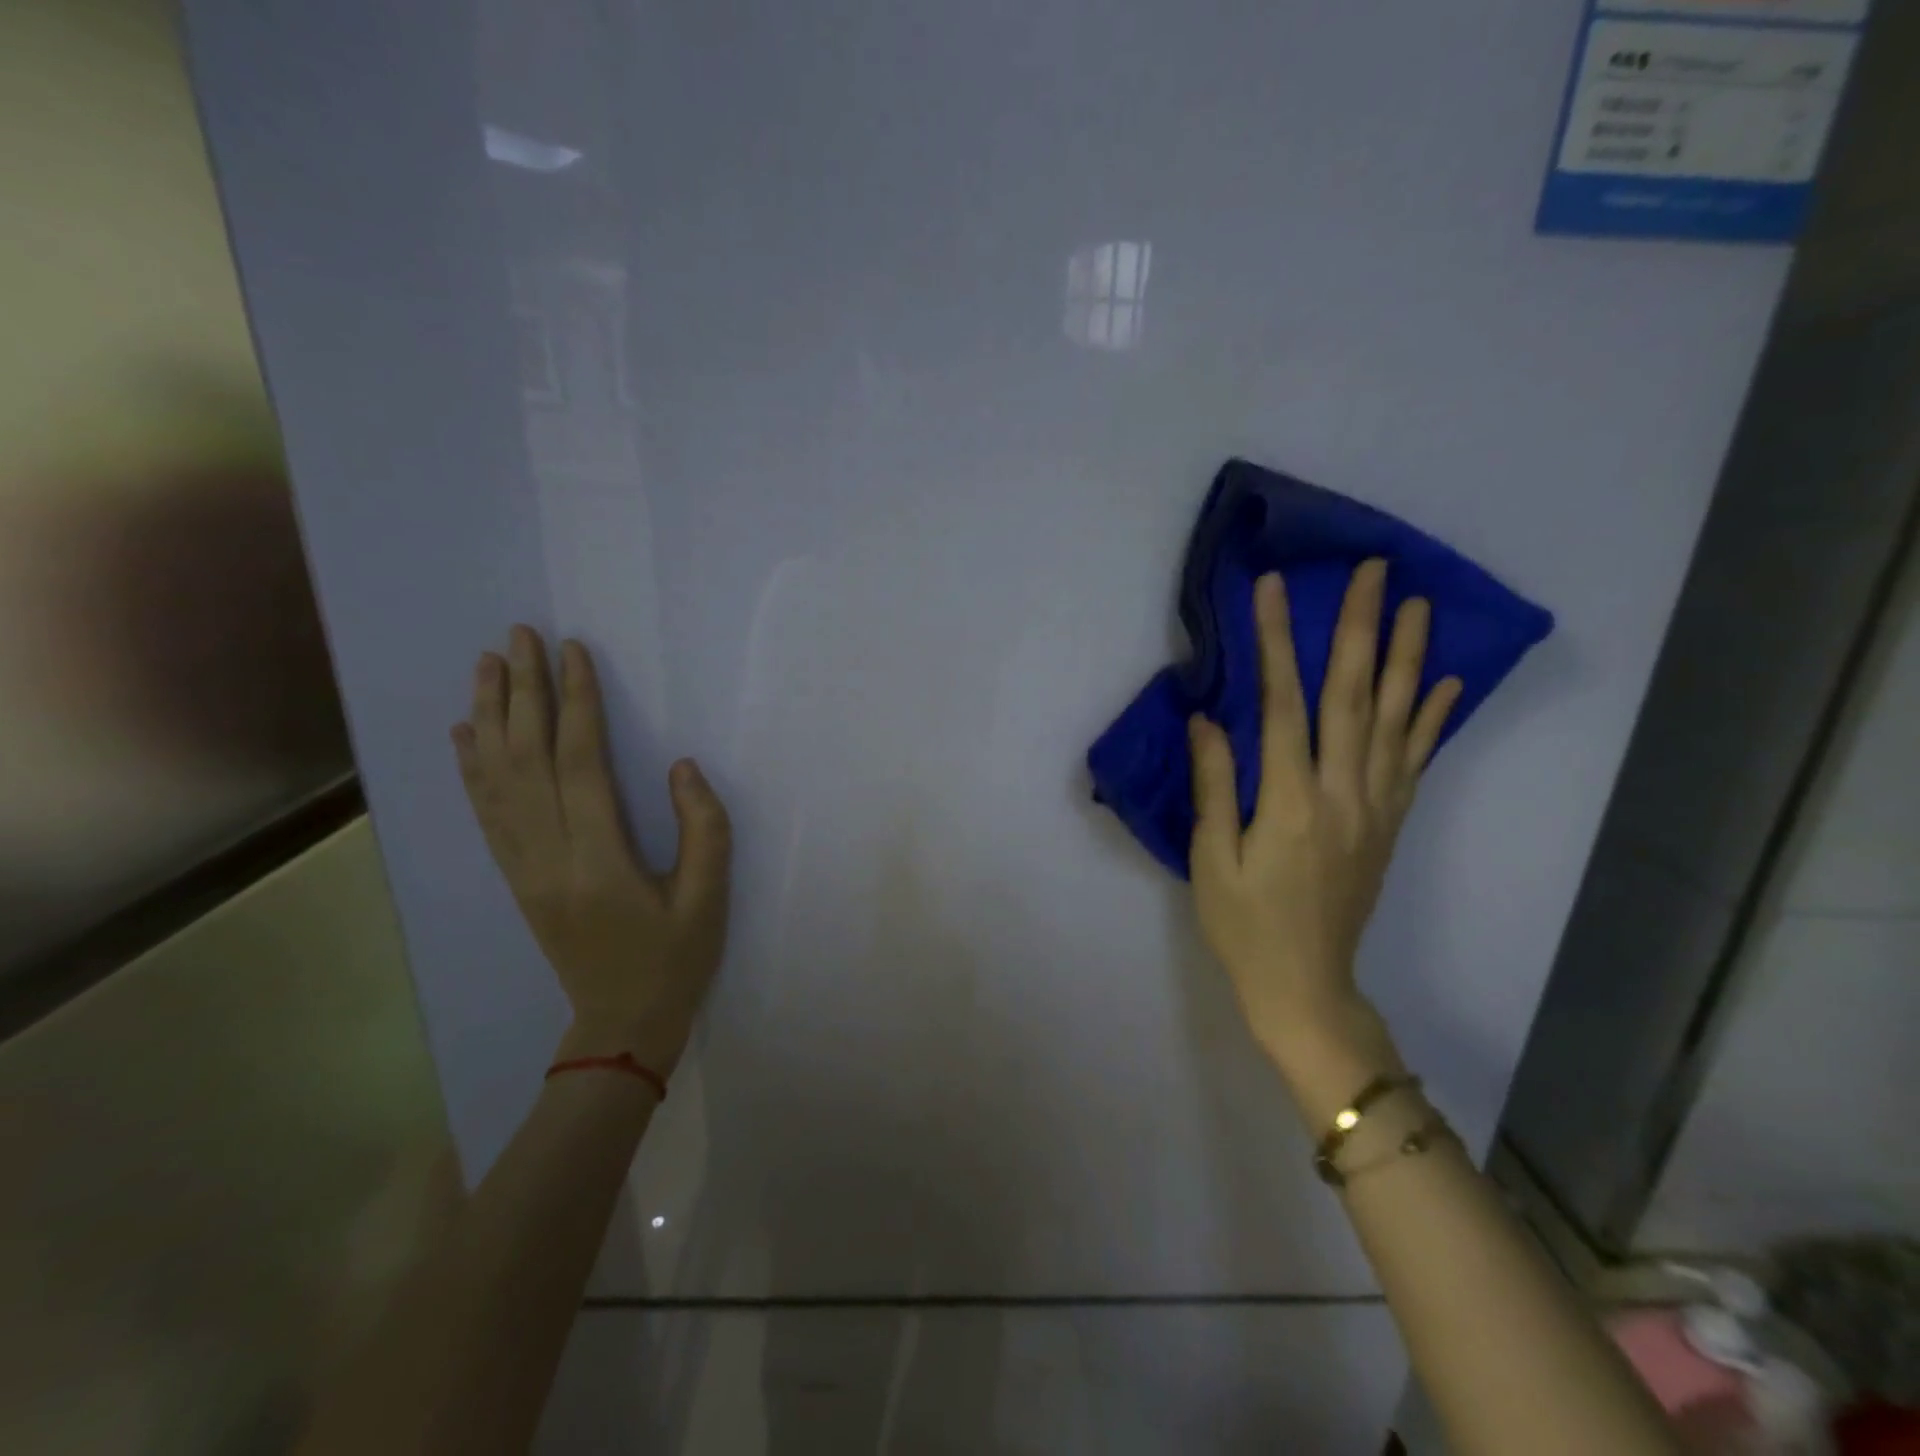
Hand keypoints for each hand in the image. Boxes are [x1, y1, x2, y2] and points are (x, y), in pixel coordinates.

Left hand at [452, 627, 731, 1080]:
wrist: (620, 1025)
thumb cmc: (674, 960)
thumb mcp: (709, 898)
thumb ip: (704, 828)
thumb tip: (680, 766)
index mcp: (598, 859)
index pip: (580, 762)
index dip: (578, 702)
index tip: (574, 652)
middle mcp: (547, 856)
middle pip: (526, 759)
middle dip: (523, 692)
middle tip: (519, 636)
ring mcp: (522, 868)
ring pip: (495, 780)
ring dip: (489, 718)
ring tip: (487, 666)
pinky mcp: (516, 878)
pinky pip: (486, 814)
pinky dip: (471, 767)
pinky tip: (466, 734)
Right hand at [1187, 561, 1460, 1080]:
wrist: (1304, 985)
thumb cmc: (1244, 925)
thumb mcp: (1212, 860)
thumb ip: (1215, 786)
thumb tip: (1207, 719)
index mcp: (1291, 802)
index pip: (1285, 705)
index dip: (1276, 642)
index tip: (1273, 588)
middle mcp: (1344, 794)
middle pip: (1354, 698)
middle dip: (1360, 628)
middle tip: (1373, 571)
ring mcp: (1376, 807)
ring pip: (1395, 720)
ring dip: (1406, 658)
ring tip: (1418, 604)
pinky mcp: (1390, 823)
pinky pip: (1416, 761)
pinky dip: (1432, 718)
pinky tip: (1445, 682)